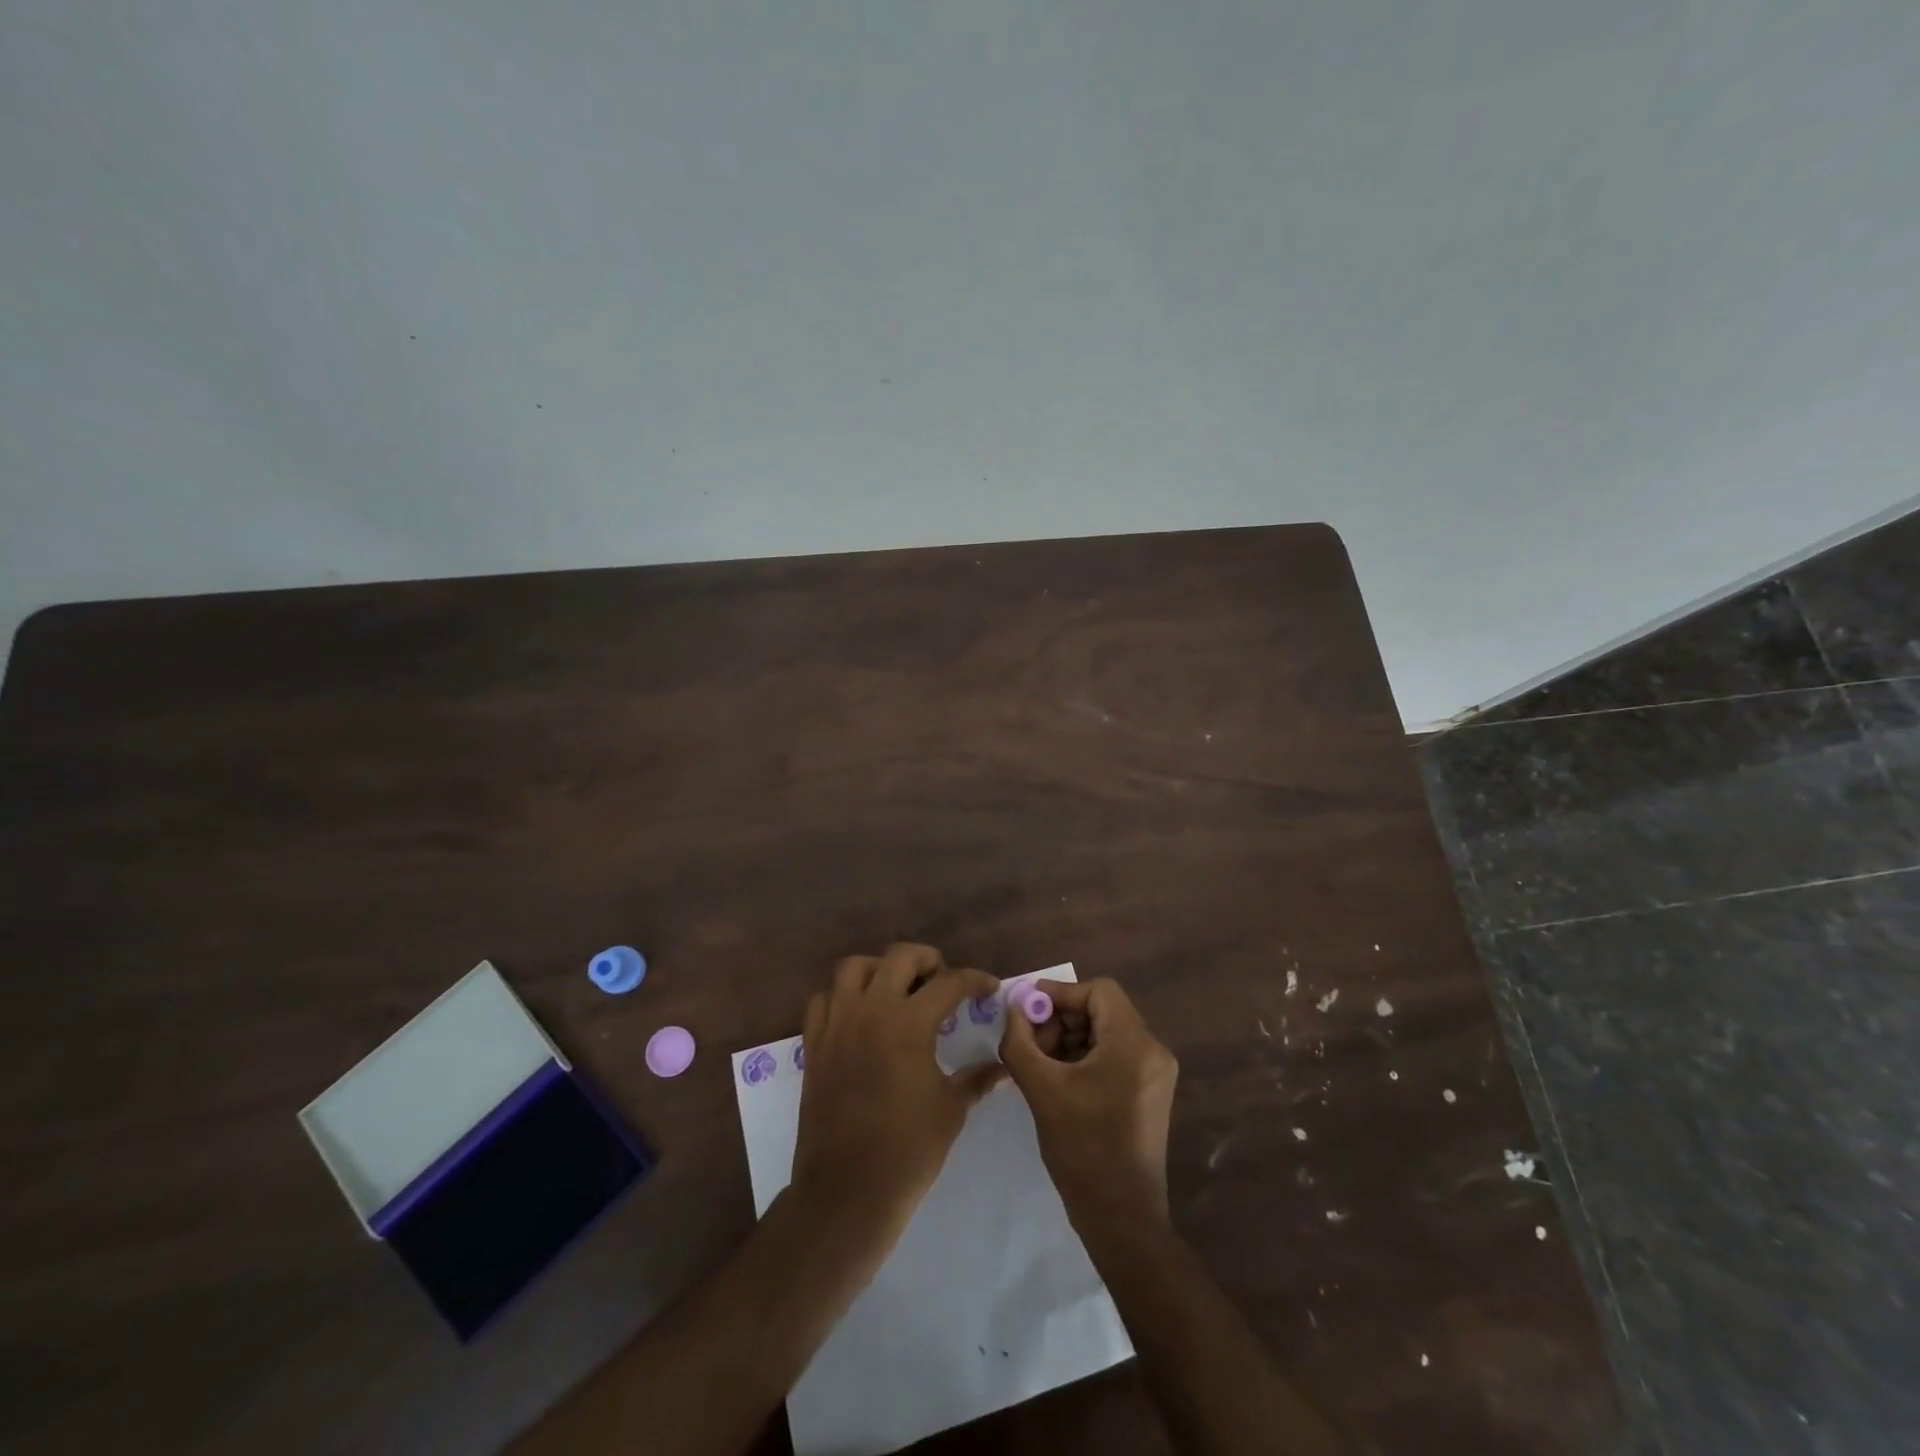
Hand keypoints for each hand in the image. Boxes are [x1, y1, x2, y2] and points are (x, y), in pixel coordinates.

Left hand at [791, 944, 1003, 1244]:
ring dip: (881, 969)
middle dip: (928, 960)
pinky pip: (825, 999)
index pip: (949, 983)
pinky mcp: (814, 1043)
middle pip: (899, 956)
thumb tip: (1001, 1066)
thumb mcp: (951, 1110)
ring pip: (854, 967)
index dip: (975, 981)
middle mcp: (870, 1010)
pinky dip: (844, 996)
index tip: (989, 988)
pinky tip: (861, 1016)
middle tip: (943, 981)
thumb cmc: (907, 1151)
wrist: (846, 1192)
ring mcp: (836, 1023)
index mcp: (908, 1023)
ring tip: (898, 990)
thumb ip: (976, 1079)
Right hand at [1000, 978, 1177, 1229]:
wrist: (1121, 1218)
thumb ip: (1020, 1041)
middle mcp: (1153, 1051)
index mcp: (1134, 1044)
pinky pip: (1115, 1056)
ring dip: (1070, 1039)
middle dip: (1062, 1019)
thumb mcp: (1042, 1089)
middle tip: (1031, 1042)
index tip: (1028, 1010)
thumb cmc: (1083, 1149)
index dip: (1060, 994)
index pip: (1099, 991)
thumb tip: (1013, 1009)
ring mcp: (1155, 1074)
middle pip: (1103, 1010)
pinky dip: (1085, 1057)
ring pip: (1107, 1033)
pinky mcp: (1150, 1093)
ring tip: (1041, 1064)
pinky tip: (1059, 1079)